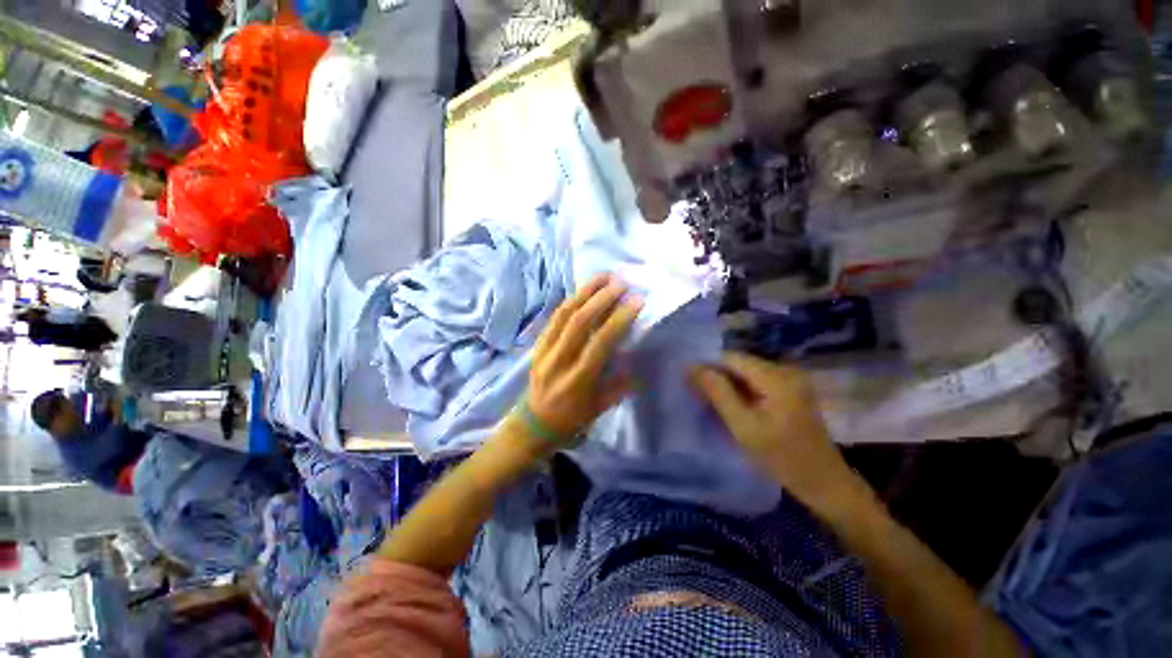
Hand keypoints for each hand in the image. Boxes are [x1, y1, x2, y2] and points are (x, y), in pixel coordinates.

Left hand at [527, 274, 642, 446]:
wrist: (533, 423)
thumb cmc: (571, 418)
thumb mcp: (600, 408)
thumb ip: (620, 384)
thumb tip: (636, 358)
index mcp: (578, 380)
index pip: (600, 342)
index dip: (619, 319)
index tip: (636, 301)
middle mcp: (559, 360)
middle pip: (579, 321)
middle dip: (601, 298)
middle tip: (621, 283)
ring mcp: (544, 350)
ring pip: (563, 313)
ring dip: (584, 291)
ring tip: (603, 276)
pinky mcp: (537, 344)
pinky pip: (554, 317)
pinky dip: (571, 300)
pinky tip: (584, 290)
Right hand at [690, 352, 854, 507]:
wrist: (823, 482)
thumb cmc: (782, 458)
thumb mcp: (743, 427)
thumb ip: (718, 393)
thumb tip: (692, 367)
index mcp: (776, 377)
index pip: (731, 357)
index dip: (708, 366)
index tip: (690, 383)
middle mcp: (786, 370)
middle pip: (739, 363)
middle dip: (717, 376)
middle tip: (700, 395)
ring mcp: (791, 379)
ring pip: (746, 372)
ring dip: (728, 384)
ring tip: (712, 401)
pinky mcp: (791, 388)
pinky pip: (757, 380)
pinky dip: (741, 390)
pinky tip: (732, 405)